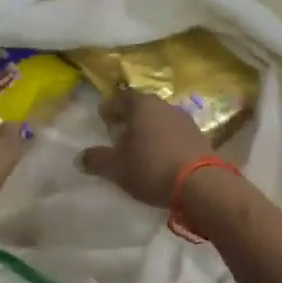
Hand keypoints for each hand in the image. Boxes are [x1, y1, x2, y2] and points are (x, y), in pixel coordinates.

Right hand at [77, 88, 211, 207]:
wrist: (200, 184)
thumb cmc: (151, 168)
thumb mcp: (116, 168)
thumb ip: (96, 160)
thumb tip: (80, 158)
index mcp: (142, 105)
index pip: (121, 98)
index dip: (110, 108)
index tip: (103, 119)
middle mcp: (164, 106)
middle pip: (141, 108)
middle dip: (129, 119)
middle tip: (118, 134)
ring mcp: (184, 120)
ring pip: (159, 120)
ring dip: (148, 130)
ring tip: (139, 148)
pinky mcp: (199, 137)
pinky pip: (174, 134)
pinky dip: (163, 140)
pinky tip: (159, 156)